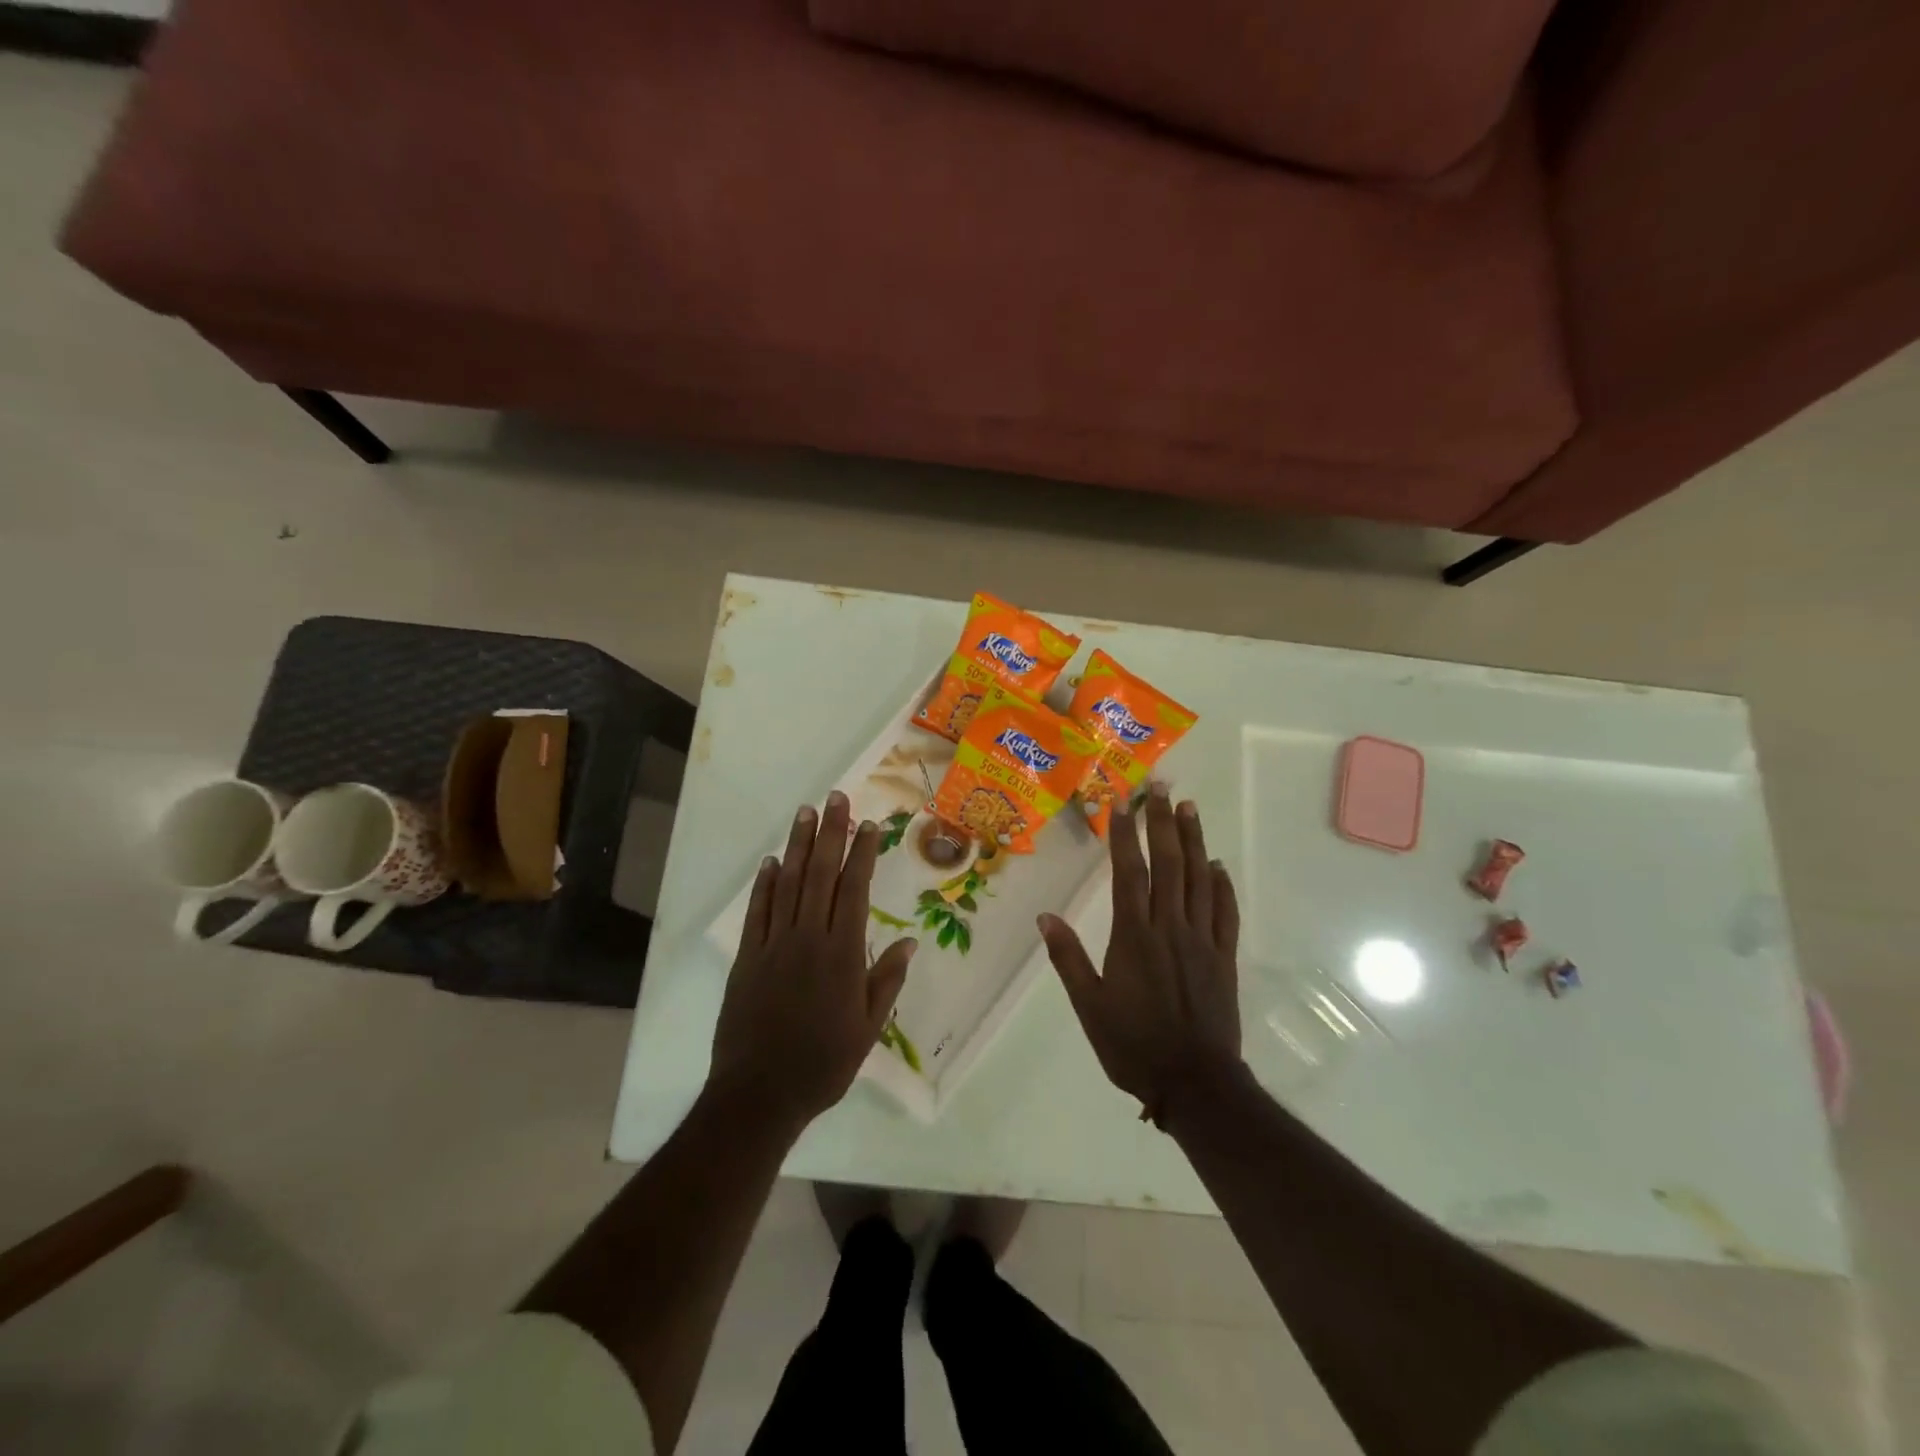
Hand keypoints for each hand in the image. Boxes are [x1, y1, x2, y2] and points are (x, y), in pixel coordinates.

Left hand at [710, 792, 916, 1130]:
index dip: (862, 853)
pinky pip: (757, 911)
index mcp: (842, 954)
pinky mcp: (747, 958)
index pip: (855, 890)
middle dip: (830, 833)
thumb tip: (908, 941)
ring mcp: (774, 945)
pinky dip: (764, 883)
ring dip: (797, 846)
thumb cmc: (823, 1063)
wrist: (759, 1093)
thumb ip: (886, 980)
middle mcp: (809, 939)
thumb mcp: (868, 1028)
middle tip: (835, 798)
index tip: (868, 825)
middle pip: (820, 875)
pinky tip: (771, 861)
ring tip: (805, 813)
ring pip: (788, 884)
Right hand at [1039, 785, 1242, 1124]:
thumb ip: (1068, 959)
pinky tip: (1219, 865)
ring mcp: (1201, 939)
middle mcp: (1170, 926)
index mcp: (1134, 935)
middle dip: (1163, 823)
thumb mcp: (1089, 1006)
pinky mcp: (1223, 957)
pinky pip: (1225, 912)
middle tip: (1161, 788)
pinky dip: (1223, 884)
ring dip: (1195, 841)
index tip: (1120, 803)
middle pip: (1169, 864)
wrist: (1195, 1083)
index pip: (1129, 871)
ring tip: (1190, 808)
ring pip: (1200, 879)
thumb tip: (1045, 917)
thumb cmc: (1133, 1045)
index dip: (1124, 834)